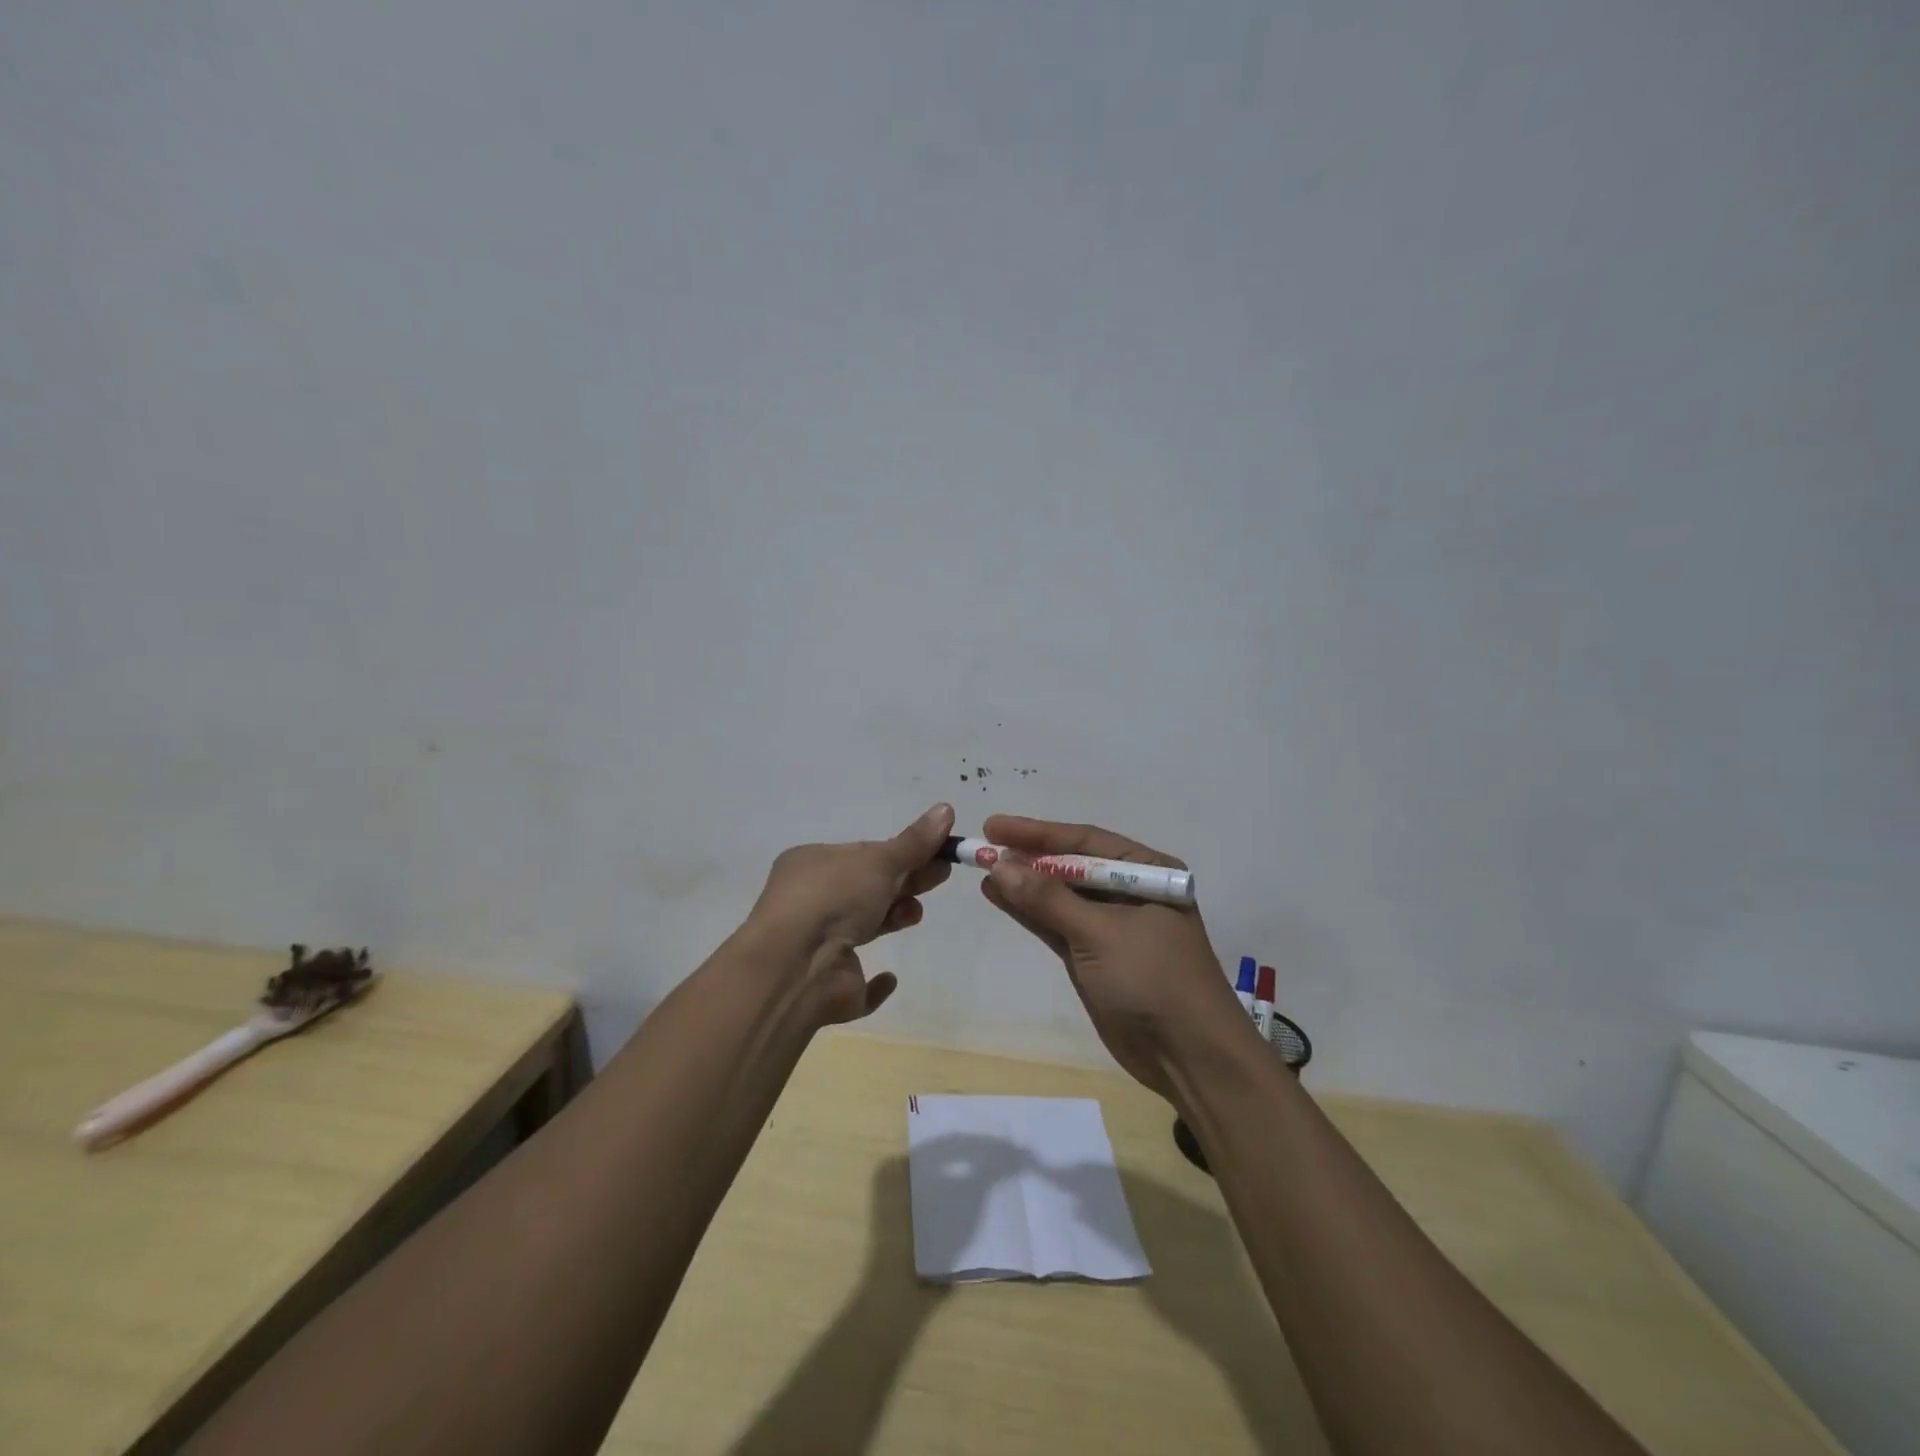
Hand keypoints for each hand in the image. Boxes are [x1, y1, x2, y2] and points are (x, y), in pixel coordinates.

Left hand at [747, 802, 954, 1025]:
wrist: (796, 965)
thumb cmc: (833, 897)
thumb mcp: (879, 861)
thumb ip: (914, 843)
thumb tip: (947, 809)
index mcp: (811, 865)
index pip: (862, 854)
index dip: (900, 853)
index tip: (935, 852)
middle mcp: (810, 903)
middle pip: (868, 888)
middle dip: (905, 882)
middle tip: (941, 874)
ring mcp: (818, 947)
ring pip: (863, 929)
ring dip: (894, 917)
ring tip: (915, 913)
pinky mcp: (831, 987)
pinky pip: (856, 983)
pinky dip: (875, 983)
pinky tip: (890, 978)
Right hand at [977, 814, 1252, 1098]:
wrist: (1189, 1058)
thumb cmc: (1153, 980)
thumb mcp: (1100, 933)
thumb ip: (1048, 898)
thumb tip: (998, 864)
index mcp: (1148, 871)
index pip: (1085, 842)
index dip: (1037, 833)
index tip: (994, 827)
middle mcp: (1130, 891)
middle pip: (1071, 866)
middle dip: (1028, 857)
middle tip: (982, 848)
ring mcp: (1112, 926)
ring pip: (1060, 896)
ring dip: (1024, 884)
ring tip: (983, 870)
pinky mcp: (1095, 956)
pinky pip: (1057, 924)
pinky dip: (1030, 912)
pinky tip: (1000, 897)